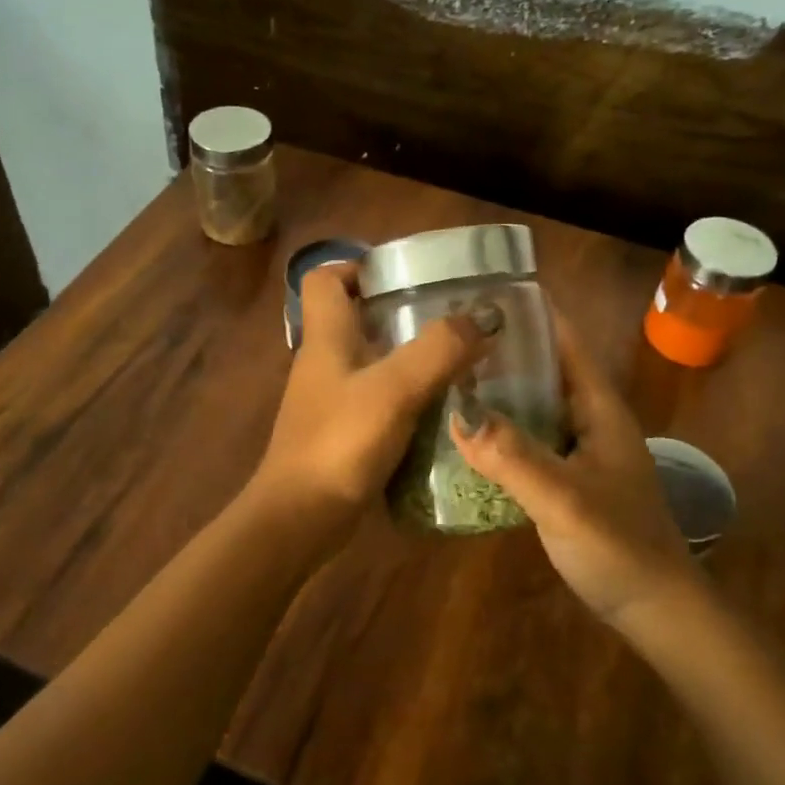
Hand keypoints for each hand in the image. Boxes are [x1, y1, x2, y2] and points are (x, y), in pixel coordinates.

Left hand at [248, 264, 489, 546]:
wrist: (300, 518)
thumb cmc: (340, 443)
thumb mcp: (395, 390)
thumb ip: (439, 350)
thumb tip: (484, 318)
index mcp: (326, 337)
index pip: (326, 279)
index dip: (359, 266)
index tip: (407, 274)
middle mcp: (325, 362)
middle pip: (356, 317)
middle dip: (401, 311)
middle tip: (452, 317)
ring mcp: (332, 400)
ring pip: (372, 361)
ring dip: (410, 356)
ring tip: (460, 358)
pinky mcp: (344, 432)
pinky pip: (379, 399)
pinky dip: (408, 396)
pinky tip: (443, 407)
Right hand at [450, 311, 693, 624]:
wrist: (656, 608)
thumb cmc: (620, 546)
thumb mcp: (564, 499)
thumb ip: (513, 456)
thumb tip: (457, 410)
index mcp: (599, 408)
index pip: (565, 342)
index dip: (531, 313)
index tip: (483, 291)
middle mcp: (590, 420)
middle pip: (545, 369)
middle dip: (502, 351)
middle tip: (447, 337)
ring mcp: (580, 451)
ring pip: (534, 405)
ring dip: (499, 391)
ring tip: (447, 377)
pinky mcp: (568, 478)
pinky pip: (529, 439)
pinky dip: (500, 430)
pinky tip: (466, 436)